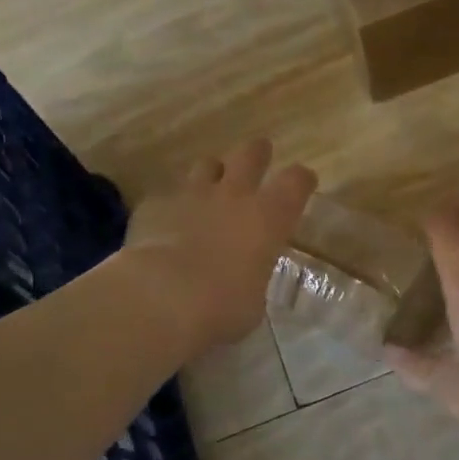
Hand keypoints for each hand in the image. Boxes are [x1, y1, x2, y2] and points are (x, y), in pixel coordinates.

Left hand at [124, 139, 317, 353]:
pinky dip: (172, 206)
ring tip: (210, 185)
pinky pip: (167, 197)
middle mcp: (233, 195)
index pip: (296, 181)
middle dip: (257, 153)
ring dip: (211, 174)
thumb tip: (244, 282)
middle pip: (249, 155)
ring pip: (206, 166)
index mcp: (268, 217)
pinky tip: (167, 222)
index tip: (304, 182)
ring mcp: (191, 195)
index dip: (301, 180)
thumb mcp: (254, 301)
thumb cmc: (224, 306)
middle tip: (259, 154)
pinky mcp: (155, 206)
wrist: (163, 297)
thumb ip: (252, 279)